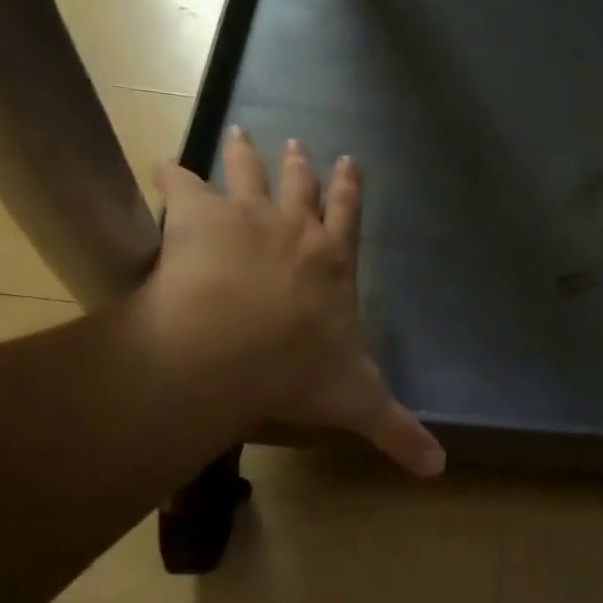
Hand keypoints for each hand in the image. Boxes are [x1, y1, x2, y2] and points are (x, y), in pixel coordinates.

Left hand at [141, 130, 443, 475]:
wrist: (234, 348)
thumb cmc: (301, 371)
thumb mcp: (359, 402)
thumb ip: (397, 430)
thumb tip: (439, 469)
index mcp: (334, 262)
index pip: (349, 217)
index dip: (350, 189)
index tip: (351, 161)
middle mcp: (296, 229)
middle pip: (301, 187)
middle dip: (303, 167)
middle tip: (302, 143)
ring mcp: (247, 217)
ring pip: (248, 175)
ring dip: (245, 154)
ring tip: (240, 132)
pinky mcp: (197, 218)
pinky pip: (182, 185)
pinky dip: (172, 174)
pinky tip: (163, 163)